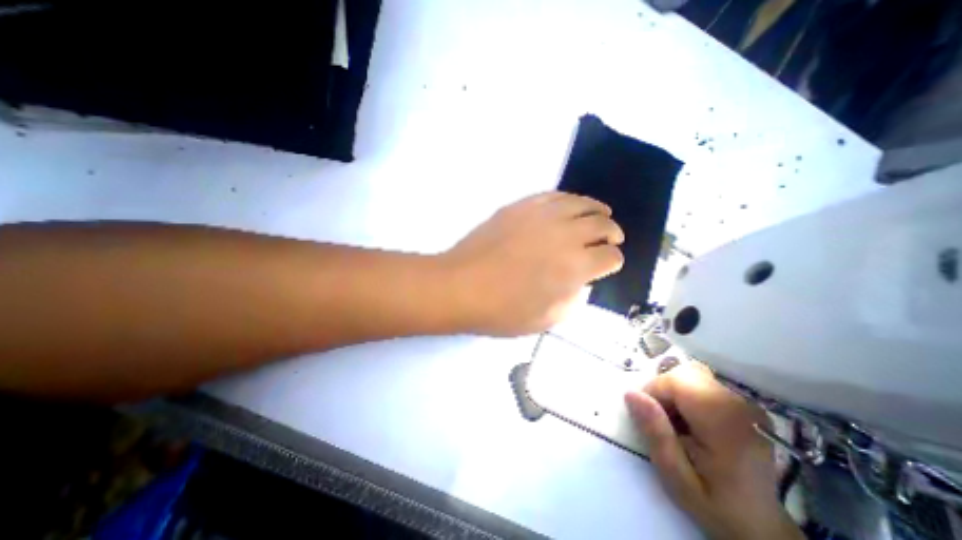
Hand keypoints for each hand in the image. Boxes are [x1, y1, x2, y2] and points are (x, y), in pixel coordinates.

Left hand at [439, 189, 624, 337]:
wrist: (460, 286)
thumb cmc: (501, 311)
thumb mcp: (545, 320)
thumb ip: (572, 301)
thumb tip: (581, 283)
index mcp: (575, 267)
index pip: (610, 257)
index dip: (613, 261)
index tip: (607, 265)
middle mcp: (565, 235)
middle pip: (603, 225)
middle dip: (611, 233)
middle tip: (610, 238)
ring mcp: (542, 216)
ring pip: (582, 204)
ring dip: (596, 210)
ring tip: (599, 215)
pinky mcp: (521, 206)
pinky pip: (554, 196)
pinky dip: (568, 200)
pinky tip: (569, 206)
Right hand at [625, 364, 806, 539]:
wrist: (762, 525)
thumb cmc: (716, 504)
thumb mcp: (676, 476)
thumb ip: (656, 433)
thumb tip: (631, 394)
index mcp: (725, 423)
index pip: (677, 380)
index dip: (654, 391)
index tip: (649, 417)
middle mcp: (740, 405)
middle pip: (685, 373)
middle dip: (664, 390)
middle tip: (663, 421)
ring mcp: (746, 402)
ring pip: (692, 375)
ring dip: (675, 392)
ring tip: (677, 423)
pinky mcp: (743, 403)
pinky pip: (702, 383)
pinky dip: (688, 395)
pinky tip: (692, 422)